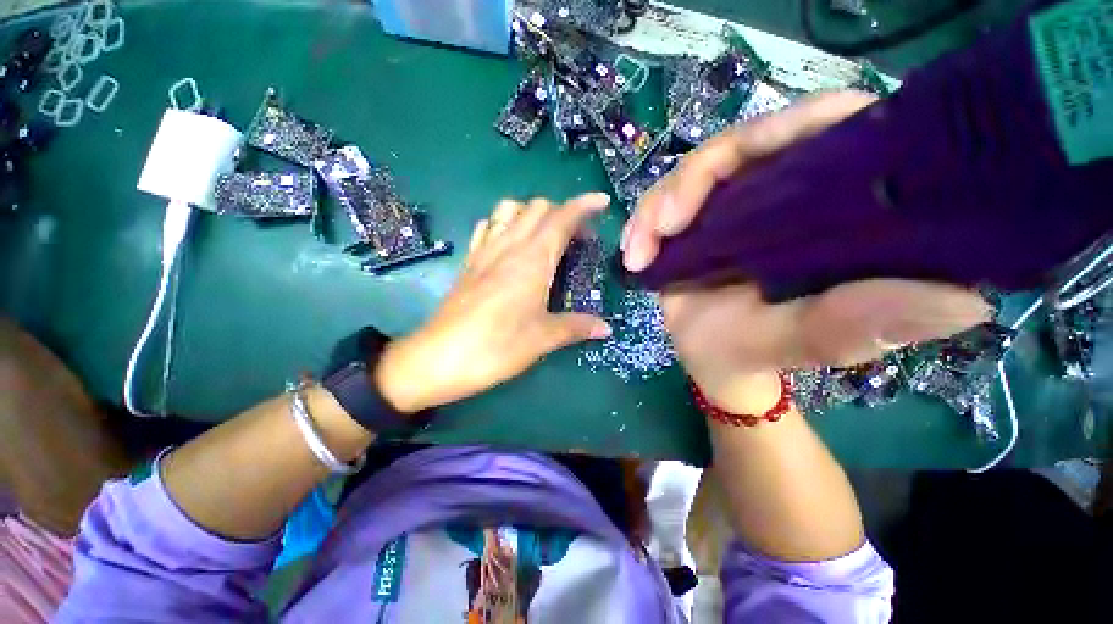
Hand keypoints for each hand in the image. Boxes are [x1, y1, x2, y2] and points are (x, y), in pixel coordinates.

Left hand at [376, 193, 612, 412]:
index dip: (584, 205)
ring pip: (509, 210)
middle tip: (577, 237)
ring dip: (532, 213)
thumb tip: (606, 328)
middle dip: (562, 211)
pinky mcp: (469, 263)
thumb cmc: (497, 347)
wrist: (439, 358)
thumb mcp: (543, 338)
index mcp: (532, 259)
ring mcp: (484, 252)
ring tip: (545, 235)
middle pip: (537, 207)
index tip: (601, 201)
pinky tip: (510, 244)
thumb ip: (577, 327)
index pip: (562, 218)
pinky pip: (487, 227)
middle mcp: (509, 246)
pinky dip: (504, 224)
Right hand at [622, 92, 989, 407]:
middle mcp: (779, 194)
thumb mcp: (808, 342)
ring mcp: (728, 206)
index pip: (827, 132)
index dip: (798, 123)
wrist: (714, 362)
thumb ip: (862, 323)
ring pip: (690, 174)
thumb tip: (966, 300)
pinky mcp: (692, 223)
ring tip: (637, 252)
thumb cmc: (760, 354)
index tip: (758, 156)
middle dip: (695, 179)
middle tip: (665, 224)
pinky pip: (661, 203)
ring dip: (657, 206)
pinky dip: (642, 224)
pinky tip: (631, 254)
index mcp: (825, 210)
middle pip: (742, 144)